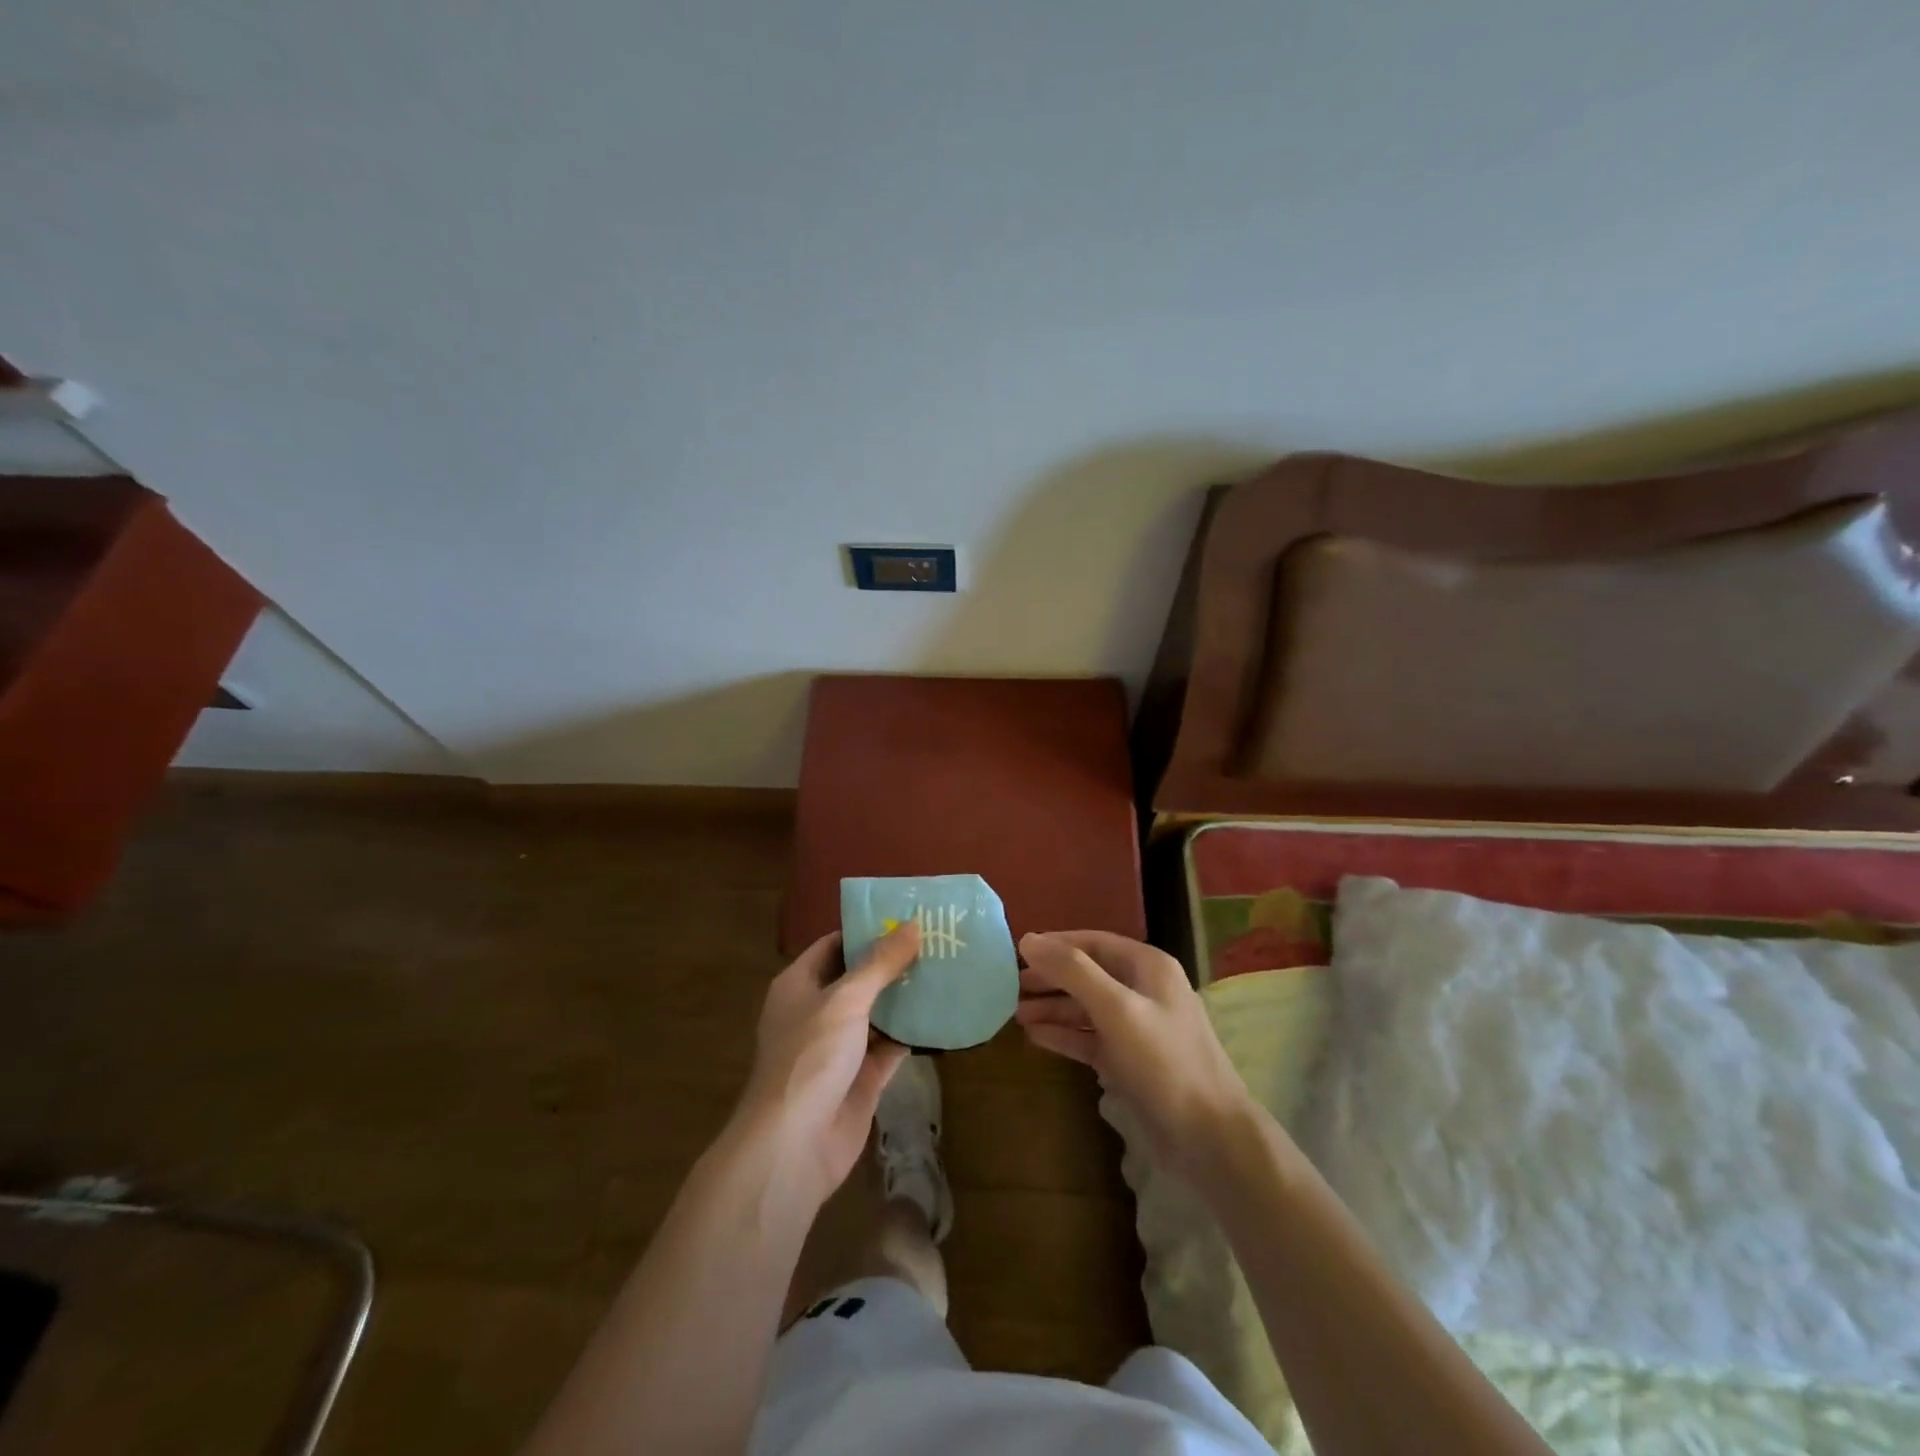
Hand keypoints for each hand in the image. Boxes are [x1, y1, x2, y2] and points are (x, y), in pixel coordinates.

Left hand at [732, 923, 919, 1209]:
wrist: (793, 1146)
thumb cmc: (810, 1057)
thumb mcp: (845, 1000)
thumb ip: (880, 963)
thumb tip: (912, 924)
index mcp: (799, 986)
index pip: (834, 945)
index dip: (866, 931)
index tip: (906, 917)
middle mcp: (817, 1012)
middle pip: (858, 979)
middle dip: (893, 963)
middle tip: (936, 942)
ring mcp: (839, 1048)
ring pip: (877, 1013)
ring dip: (905, 997)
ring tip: (946, 970)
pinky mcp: (860, 1079)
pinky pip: (890, 1047)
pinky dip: (912, 1033)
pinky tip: (942, 1015)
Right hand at [1015, 930, 1254, 1172]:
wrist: (1209, 1137)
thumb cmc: (1163, 1061)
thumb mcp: (1116, 1008)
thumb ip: (1072, 971)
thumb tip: (1028, 940)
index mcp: (1147, 966)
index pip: (1092, 942)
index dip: (1055, 945)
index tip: (1016, 951)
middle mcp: (1143, 990)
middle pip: (1088, 974)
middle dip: (1050, 978)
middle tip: (1009, 985)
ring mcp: (1137, 1027)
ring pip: (1086, 1007)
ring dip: (1053, 1008)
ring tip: (1014, 1013)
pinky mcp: (1130, 1061)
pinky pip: (1090, 1038)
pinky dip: (1064, 1034)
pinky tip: (1035, 1036)